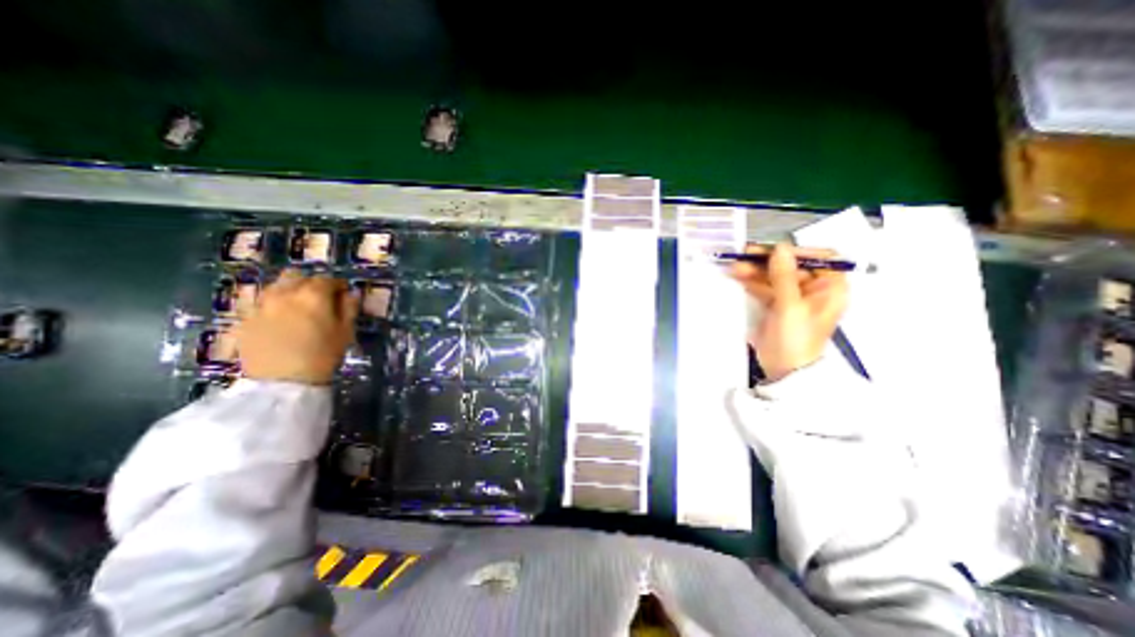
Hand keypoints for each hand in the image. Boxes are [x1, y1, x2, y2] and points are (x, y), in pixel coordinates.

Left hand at [236, 265, 358, 381]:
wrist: (282, 382)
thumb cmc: (323, 355)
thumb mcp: (346, 331)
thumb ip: (349, 308)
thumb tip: (350, 294)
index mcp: (313, 295)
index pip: (328, 279)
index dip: (339, 285)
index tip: (345, 294)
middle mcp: (284, 293)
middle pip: (297, 276)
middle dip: (310, 282)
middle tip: (320, 297)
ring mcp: (260, 304)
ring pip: (275, 286)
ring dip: (288, 290)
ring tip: (297, 306)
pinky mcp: (243, 319)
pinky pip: (259, 303)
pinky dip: (271, 304)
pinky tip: (278, 318)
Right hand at [733, 243, 845, 382]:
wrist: (784, 370)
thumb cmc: (795, 339)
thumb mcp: (790, 306)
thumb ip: (784, 276)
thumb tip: (780, 247)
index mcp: (830, 288)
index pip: (821, 258)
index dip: (798, 251)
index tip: (774, 251)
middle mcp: (814, 289)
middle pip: (792, 266)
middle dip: (768, 261)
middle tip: (745, 254)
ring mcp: (794, 297)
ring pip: (775, 276)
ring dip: (756, 271)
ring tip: (735, 267)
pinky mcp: (777, 305)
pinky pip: (765, 287)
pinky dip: (753, 282)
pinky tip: (738, 277)